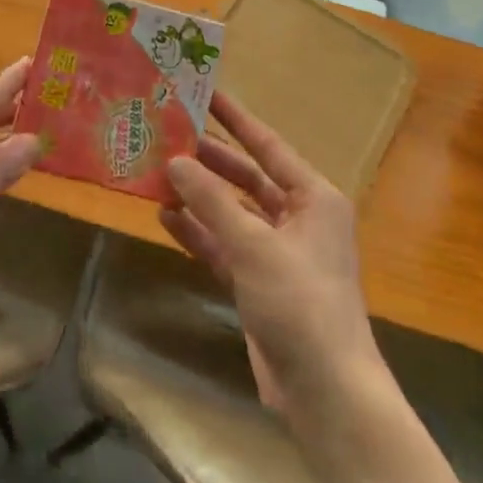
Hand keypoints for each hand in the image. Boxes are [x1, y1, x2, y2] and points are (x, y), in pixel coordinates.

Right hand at [162, 92, 382, 409]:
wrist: (325, 390)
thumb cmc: (300, 302)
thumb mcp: (253, 245)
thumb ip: (212, 201)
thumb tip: (175, 161)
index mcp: (313, 198)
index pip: (268, 145)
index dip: (235, 118)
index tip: (205, 92)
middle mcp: (298, 218)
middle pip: (247, 177)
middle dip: (209, 160)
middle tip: (168, 135)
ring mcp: (278, 253)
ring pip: (232, 212)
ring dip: (198, 197)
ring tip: (158, 174)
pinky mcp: (259, 283)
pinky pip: (224, 246)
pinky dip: (199, 233)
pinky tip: (166, 218)